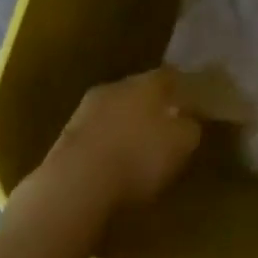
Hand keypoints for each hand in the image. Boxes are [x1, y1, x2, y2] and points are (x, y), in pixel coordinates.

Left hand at [36, 67, 200, 216]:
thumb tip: (188, 120)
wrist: (76, 182)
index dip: (181, 87)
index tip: (190, 100)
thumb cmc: (138, 157)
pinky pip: (96, 132)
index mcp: (146, 83)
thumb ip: (190, 127)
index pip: (168, 75)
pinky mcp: (67, 135)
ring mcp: (86, 109)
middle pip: (138, 90)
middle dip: (151, 105)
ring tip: (136, 145)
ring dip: (125, 123)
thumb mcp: (182, 144)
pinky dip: (106, 141)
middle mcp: (116, 87)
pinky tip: (112, 160)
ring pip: (114, 109)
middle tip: (164, 123)